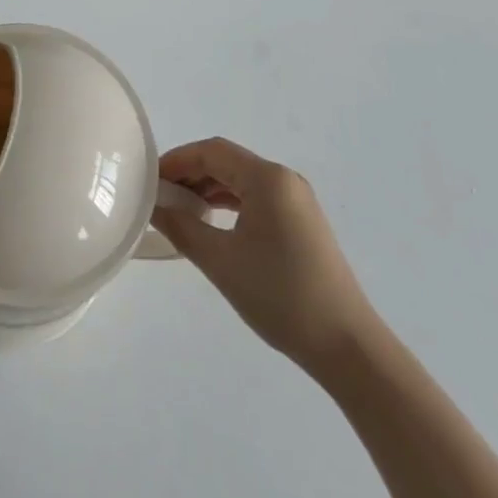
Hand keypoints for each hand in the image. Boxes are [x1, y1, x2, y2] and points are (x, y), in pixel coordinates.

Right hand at [151, 137, 373, 369]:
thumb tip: (156, 207)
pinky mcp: (303, 223)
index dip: (178, 160)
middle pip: (227, 162)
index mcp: (267, 178)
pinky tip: (213, 224)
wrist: (347, 346)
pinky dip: (230, 204)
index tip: (151, 179)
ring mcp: (297, 201)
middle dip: (191, 174)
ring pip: (242, 180)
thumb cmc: (280, 296)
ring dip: (210, 189)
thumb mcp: (221, 262)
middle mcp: (284, 179)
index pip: (212, 151)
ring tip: (180, 211)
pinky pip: (257, 198)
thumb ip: (182, 228)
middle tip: (161, 196)